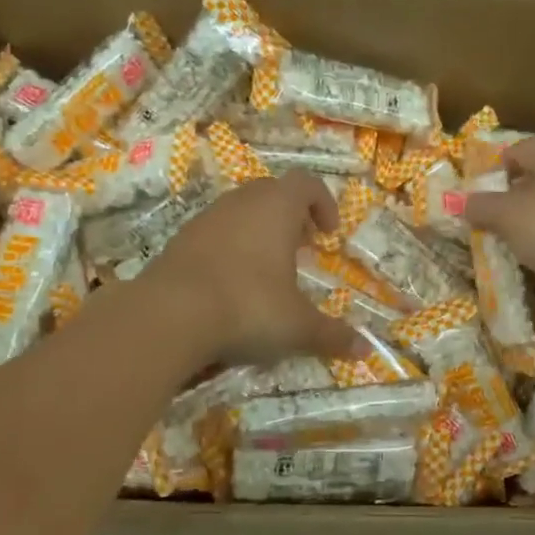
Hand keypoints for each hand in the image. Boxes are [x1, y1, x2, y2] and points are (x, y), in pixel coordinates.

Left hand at [144, 171, 367, 365]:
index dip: (323, 204)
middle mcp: (241, 202)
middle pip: (272, 193)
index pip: (307, 184)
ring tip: (267, 271)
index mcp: (276, 207)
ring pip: (240, 211)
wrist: (168, 316)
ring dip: (259, 232)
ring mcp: (205, 219)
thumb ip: (332, 335)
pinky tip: (231, 286)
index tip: (329, 234)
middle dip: (291, 217)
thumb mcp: (298, 326)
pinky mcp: (178, 241)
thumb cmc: (248, 307)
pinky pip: (214, 234)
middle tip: (302, 250)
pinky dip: (230, 249)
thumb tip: (366, 350)